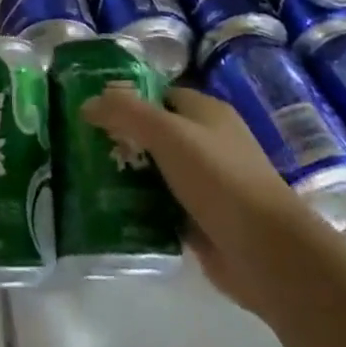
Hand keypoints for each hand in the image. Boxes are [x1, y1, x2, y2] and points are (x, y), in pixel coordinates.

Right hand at [83, 86, 307, 312]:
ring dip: (126, 175)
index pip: (159, 94)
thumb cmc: (219, 178)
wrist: (266, 252)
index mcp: (206, 113)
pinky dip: (138, 208)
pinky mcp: (199, 221)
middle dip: (121, 139)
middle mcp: (207, 143)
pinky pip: (160, 207)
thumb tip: (88, 102)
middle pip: (154, 134)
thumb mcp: (168, 133)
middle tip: (80, 145)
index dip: (127, 98)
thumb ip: (127, 112)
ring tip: (84, 177)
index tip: (90, 108)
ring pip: (155, 172)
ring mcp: (205, 184)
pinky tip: (108, 211)